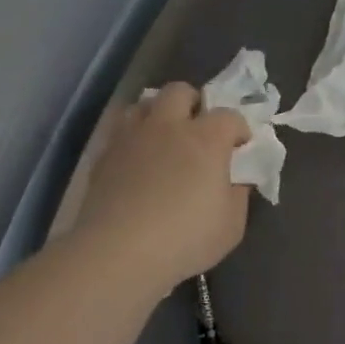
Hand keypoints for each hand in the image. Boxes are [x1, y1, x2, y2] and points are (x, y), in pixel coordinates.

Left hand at [67, 83, 253, 294]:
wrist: (118, 252)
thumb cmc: (186, 238)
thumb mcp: (232, 224)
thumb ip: (239, 193)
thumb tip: (236, 177)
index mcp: (206, 138)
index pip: (230, 115)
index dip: (239, 130)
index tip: (240, 149)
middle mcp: (168, 126)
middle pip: (180, 92)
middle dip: (194, 104)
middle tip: (199, 131)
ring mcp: (132, 136)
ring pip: (144, 103)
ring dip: (158, 114)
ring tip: (164, 139)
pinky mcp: (104, 154)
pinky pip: (120, 130)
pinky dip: (133, 137)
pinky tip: (137, 161)